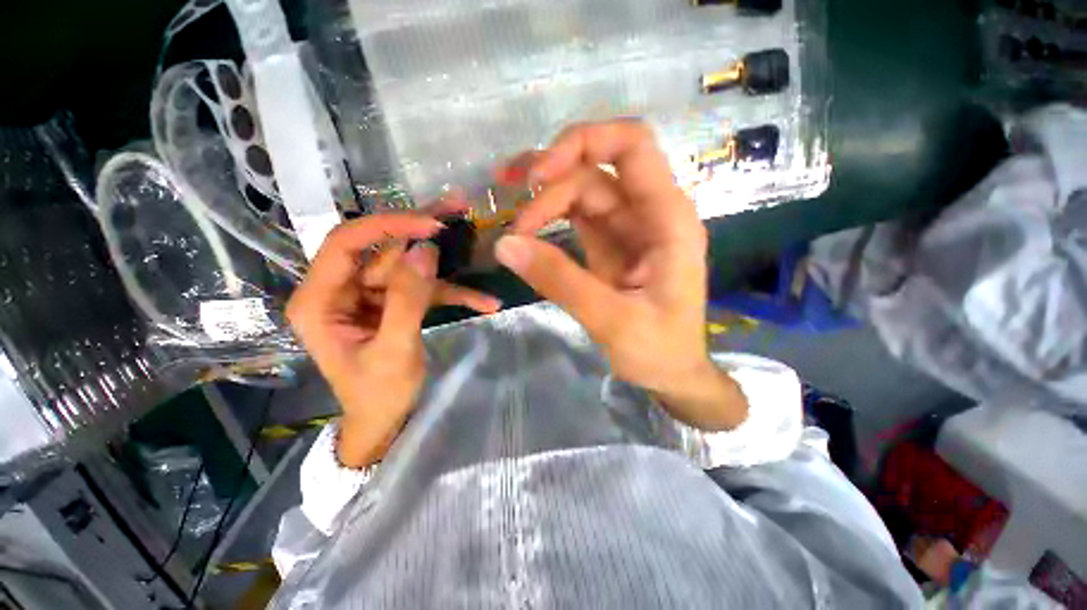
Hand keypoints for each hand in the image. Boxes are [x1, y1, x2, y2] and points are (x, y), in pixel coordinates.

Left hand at [288, 212, 500, 467]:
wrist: (385, 421)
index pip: (346, 244)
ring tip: (476, 240)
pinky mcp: (394, 304)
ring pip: (409, 266)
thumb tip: (426, 250)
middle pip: (383, 249)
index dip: (387, 226)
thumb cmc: (378, 395)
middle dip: (422, 232)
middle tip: (458, 208)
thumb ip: (407, 300)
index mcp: (319, 301)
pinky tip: (485, 302)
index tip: (430, 223)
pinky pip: (424, 290)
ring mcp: (370, 296)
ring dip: (445, 263)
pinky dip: (454, 295)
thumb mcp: (394, 351)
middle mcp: (341, 290)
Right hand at [495, 120, 747, 430]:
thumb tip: (506, 245)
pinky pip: (577, 217)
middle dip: (551, 183)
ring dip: (544, 198)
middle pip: (595, 169)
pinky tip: (526, 231)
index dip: (583, 143)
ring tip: (511, 220)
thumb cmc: (659, 350)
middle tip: (515, 221)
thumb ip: (560, 281)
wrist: (672, 373)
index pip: (632, 147)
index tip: (539, 176)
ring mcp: (627, 228)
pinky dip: (549, 218)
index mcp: (667, 220)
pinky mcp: (609, 244)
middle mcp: (649, 213)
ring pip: (582, 190)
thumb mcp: (612, 320)